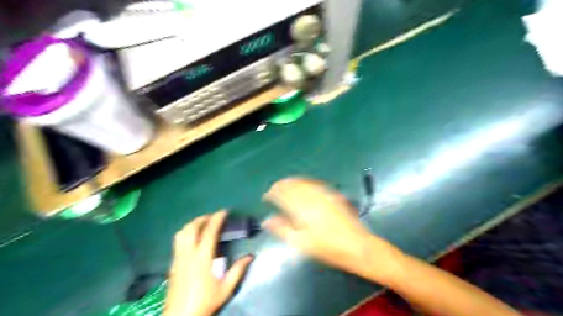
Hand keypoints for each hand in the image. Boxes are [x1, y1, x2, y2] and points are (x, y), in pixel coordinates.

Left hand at [165, 212, 252, 315]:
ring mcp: (178, 258)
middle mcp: (188, 254)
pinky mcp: (173, 263)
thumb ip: (237, 270)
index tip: (224, 211)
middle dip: (203, 218)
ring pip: (182, 233)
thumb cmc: (205, 302)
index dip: (217, 219)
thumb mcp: (225, 288)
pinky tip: (192, 237)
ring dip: (192, 224)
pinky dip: (186, 232)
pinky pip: (177, 241)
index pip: (209, 232)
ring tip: (202, 223)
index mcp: (202, 258)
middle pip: (192, 228)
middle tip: (213, 216)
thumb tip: (250, 256)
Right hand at [264, 178, 405, 280]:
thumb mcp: (302, 242)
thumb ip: (282, 229)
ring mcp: (324, 194)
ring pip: (304, 182)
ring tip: (285, 184)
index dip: (273, 193)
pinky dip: (305, 182)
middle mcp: (313, 197)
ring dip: (292, 182)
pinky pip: (315, 184)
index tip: (266, 196)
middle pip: (293, 185)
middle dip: (281, 185)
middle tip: (274, 188)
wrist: (357, 246)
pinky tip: (304, 185)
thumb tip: (267, 220)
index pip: (283, 194)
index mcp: (303, 208)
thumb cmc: (328, 247)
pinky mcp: (334, 195)